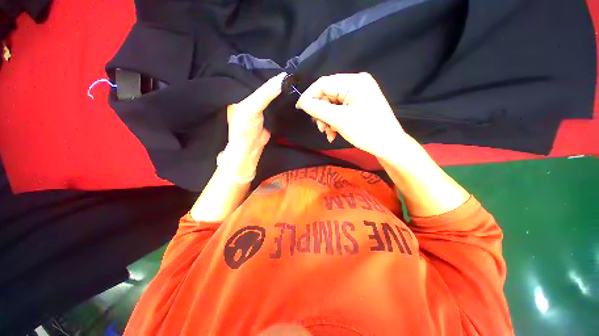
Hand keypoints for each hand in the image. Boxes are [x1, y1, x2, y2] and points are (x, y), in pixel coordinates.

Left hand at [223, 73, 285, 178]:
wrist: (251, 147)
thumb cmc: (245, 127)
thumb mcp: (252, 107)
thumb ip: (265, 93)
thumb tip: (283, 78)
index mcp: (242, 91)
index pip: (255, 75)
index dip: (267, 70)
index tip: (282, 64)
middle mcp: (251, 95)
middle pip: (265, 84)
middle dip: (276, 79)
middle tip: (292, 70)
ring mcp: (262, 105)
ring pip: (272, 93)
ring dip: (282, 89)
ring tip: (294, 80)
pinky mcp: (270, 113)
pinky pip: (277, 103)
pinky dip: (283, 99)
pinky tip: (292, 93)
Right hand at [296, 73, 407, 158]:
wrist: (387, 145)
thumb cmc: (366, 130)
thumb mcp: (339, 120)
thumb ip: (318, 109)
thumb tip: (302, 103)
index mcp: (354, 82)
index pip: (324, 83)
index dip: (309, 95)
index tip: (299, 108)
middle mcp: (356, 85)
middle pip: (328, 95)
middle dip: (321, 113)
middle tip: (320, 127)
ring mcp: (357, 96)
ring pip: (332, 105)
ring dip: (326, 120)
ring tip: (328, 133)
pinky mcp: (358, 106)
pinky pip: (339, 111)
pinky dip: (333, 122)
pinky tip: (333, 134)